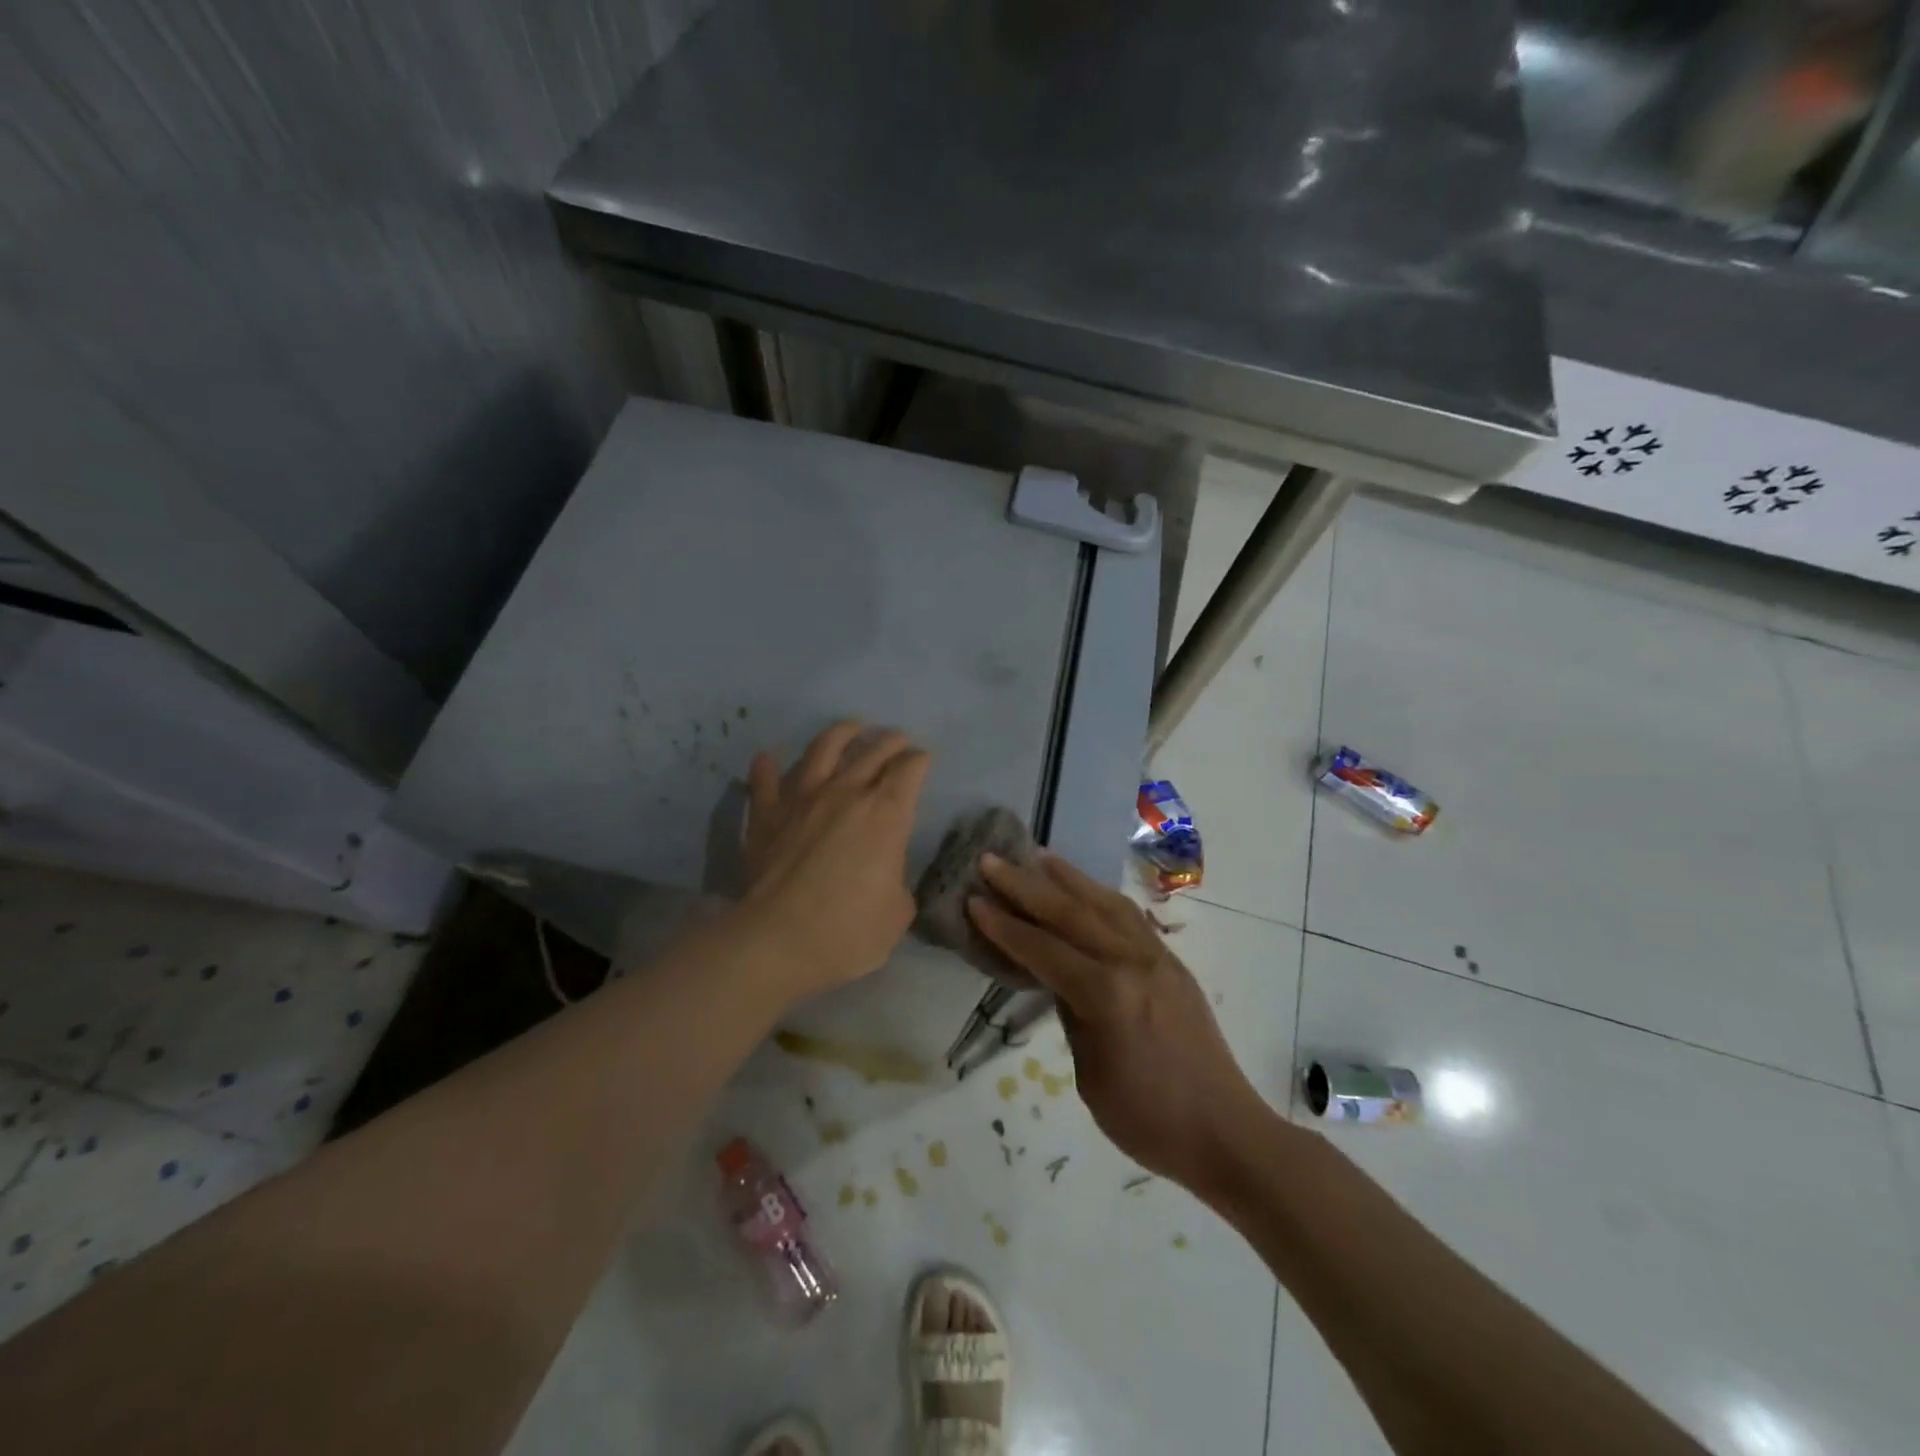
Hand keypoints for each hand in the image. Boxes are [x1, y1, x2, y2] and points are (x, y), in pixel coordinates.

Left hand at [737, 721, 931, 1003]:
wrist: (778, 942)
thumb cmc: (848, 932)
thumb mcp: (898, 913)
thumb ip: (896, 881)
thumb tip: (885, 874)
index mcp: (887, 814)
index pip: (910, 769)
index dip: (920, 760)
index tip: (923, 759)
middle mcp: (847, 793)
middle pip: (873, 751)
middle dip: (891, 741)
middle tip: (897, 739)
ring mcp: (802, 798)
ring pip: (823, 749)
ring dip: (842, 733)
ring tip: (851, 727)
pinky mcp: (767, 814)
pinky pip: (765, 779)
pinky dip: (768, 765)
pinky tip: (769, 756)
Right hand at [967, 853, 1267, 1193]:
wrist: (1224, 1130)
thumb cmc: (1147, 1118)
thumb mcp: (1090, 1074)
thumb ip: (1071, 1014)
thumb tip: (1057, 977)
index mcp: (1106, 994)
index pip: (1042, 949)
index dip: (1004, 925)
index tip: (973, 898)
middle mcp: (1131, 961)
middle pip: (1070, 912)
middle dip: (1025, 884)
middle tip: (991, 860)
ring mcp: (1156, 956)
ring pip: (1103, 903)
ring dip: (1066, 877)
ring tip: (1037, 855)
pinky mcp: (1171, 961)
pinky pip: (1129, 916)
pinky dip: (1099, 896)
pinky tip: (1085, 890)